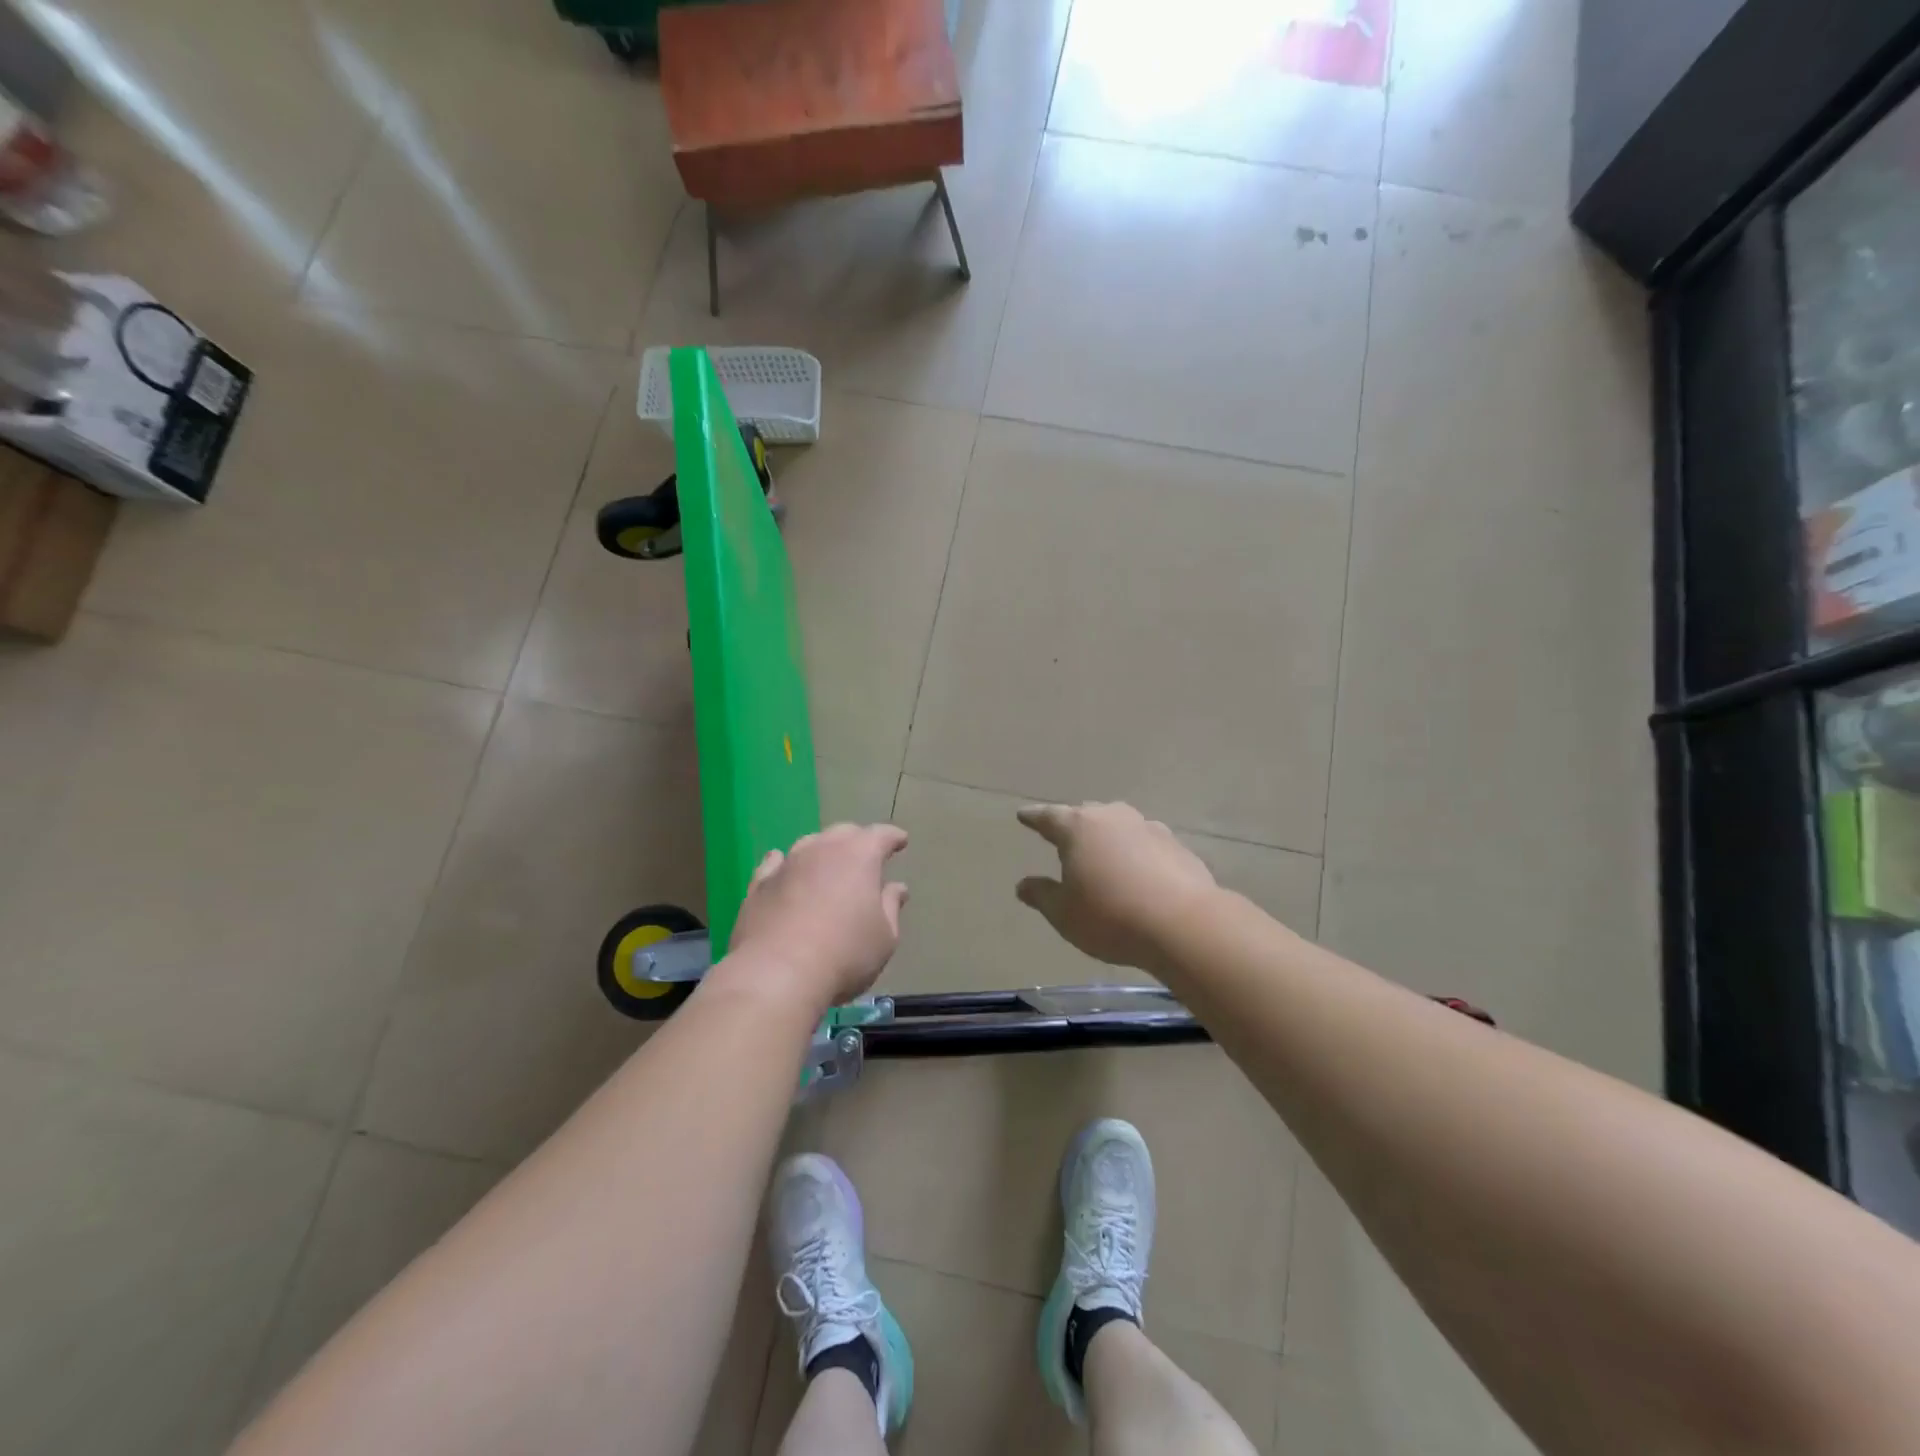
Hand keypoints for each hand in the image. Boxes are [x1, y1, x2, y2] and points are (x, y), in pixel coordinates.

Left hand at [723, 823, 909, 1010]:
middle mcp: (822, 849)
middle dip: (857, 840)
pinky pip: (775, 864)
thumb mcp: (884, 937)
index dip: (893, 837)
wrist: (777, 974)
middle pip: (843, 833)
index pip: (881, 835)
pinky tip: (783, 866)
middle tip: (865, 855)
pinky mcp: (759, 884)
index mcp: (859, 856)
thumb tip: (896, 888)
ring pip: (809, 844)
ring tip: (827, 863)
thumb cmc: (845, 955)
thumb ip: (891, 907)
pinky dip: (785, 863)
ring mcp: (787, 864)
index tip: (901, 840)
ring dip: (822, 850)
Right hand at [1015, 802, 1218, 974]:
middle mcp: (1112, 818)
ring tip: (1103, 852)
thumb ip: (1042, 895)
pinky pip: (1146, 843)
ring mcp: (1148, 828)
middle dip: (1073, 823)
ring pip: (1119, 825)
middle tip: (1064, 835)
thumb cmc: (1110, 916)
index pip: (1048, 817)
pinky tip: (1138, 871)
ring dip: (1108, 836)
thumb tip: (1023, 885)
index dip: (1034, 818)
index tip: (1023, 815)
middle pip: (1086, 814)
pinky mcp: (1176, 846)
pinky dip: (1136, 852)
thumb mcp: (1064, 914)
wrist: (1184, 924)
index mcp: (1078, 828)